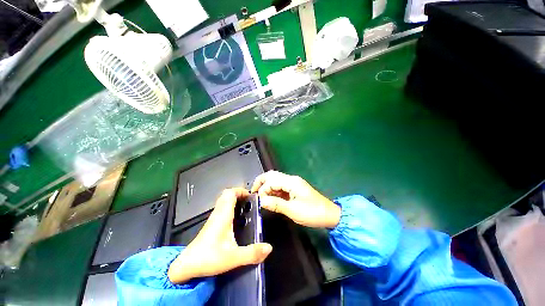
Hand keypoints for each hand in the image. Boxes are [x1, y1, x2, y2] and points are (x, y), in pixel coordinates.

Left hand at [167, 188, 272, 283]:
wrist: (186, 266)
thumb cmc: (208, 258)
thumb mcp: (233, 257)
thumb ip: (252, 253)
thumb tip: (269, 248)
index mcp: (223, 215)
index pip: (230, 193)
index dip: (240, 190)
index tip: (251, 195)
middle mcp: (218, 214)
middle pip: (226, 194)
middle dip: (238, 194)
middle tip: (249, 200)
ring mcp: (213, 219)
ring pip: (223, 201)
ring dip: (234, 199)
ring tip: (245, 207)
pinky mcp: (211, 225)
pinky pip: (221, 208)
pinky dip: (229, 207)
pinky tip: (235, 219)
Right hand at [251, 171, 340, 228]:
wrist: (329, 215)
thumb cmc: (313, 213)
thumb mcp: (293, 211)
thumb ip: (276, 204)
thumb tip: (261, 201)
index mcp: (291, 182)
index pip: (271, 181)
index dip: (263, 189)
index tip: (259, 201)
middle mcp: (291, 180)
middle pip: (272, 175)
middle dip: (261, 182)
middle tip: (254, 193)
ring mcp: (293, 183)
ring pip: (275, 180)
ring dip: (267, 187)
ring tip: (261, 198)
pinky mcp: (294, 188)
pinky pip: (280, 186)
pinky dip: (273, 191)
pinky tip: (270, 198)